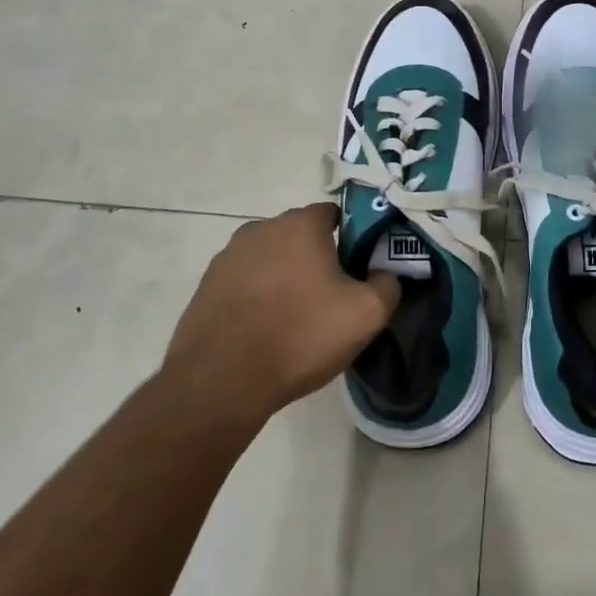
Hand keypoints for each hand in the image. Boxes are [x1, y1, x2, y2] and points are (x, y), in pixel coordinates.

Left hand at [164, 203, 397, 427]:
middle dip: (317, 259)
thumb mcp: (366, 314)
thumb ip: (388, 284)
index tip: (359, 270)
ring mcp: (228, 256)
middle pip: (301, 236)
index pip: (334, 214)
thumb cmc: (300, 336)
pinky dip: (258, 297)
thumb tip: (385, 273)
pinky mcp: (207, 285)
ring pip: (271, 259)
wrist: (221, 381)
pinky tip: (265, 330)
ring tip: (296, 320)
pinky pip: (245, 282)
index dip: (352, 238)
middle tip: (332, 298)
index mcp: (300, 224)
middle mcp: (261, 228)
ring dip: (285, 278)